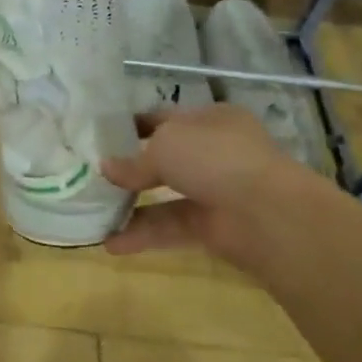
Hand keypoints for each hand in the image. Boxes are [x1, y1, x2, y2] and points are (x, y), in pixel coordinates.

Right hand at [102, 103, 335, 262]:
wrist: (266, 213)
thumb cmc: (215, 158)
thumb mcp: (166, 145)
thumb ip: (134, 160)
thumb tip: (107, 168)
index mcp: (211, 119)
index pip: (168, 118)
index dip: (136, 125)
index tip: (103, 136)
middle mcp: (215, 152)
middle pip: (167, 158)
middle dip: (132, 168)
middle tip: (94, 175)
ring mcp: (217, 191)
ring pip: (167, 196)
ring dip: (132, 205)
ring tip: (95, 212)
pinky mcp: (214, 227)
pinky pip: (172, 227)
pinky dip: (144, 235)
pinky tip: (112, 243)